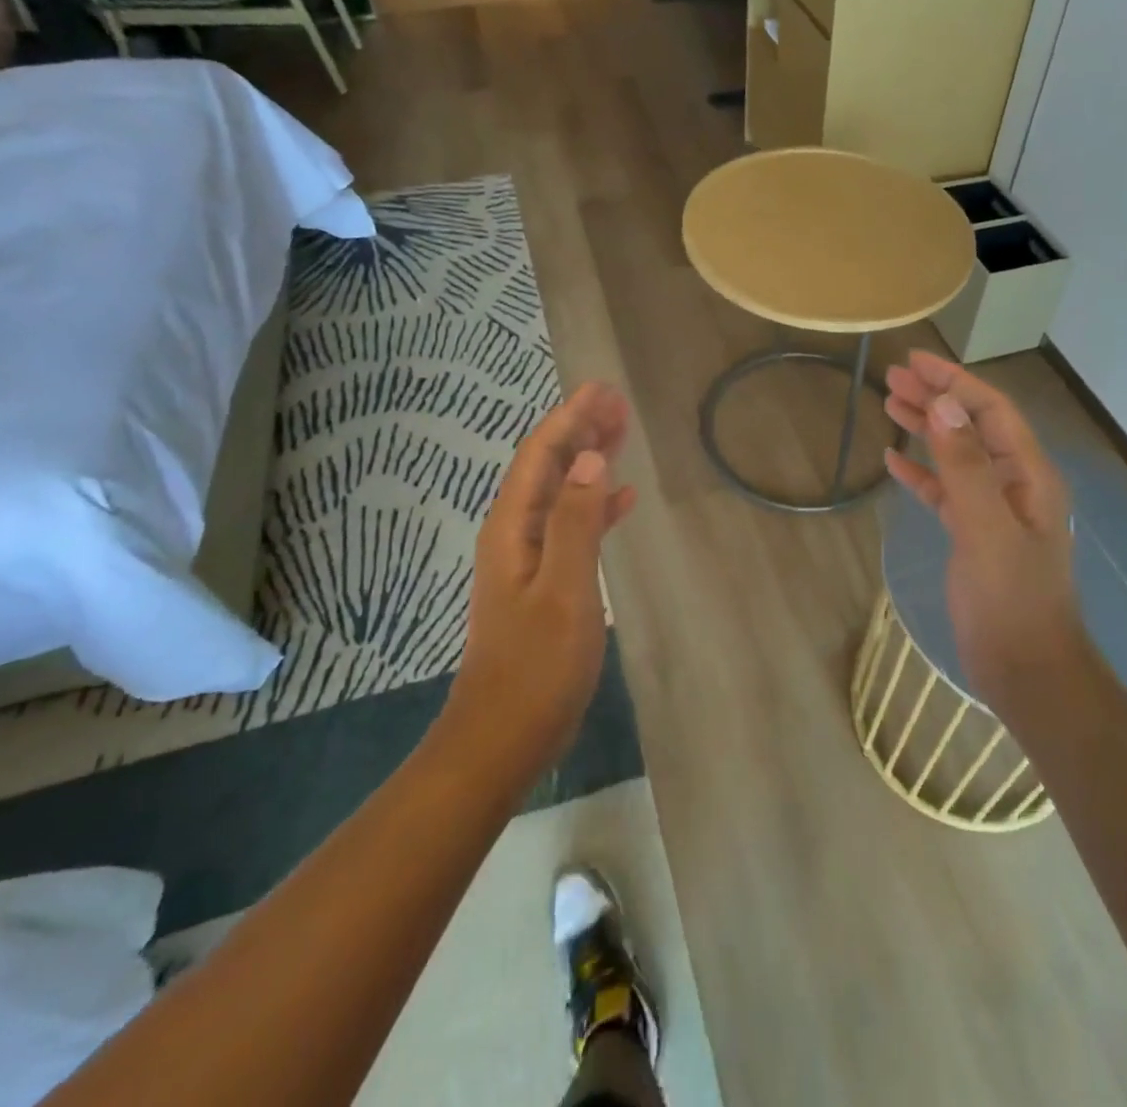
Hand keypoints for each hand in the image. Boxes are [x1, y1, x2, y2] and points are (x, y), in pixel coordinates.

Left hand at [447, 383, 636, 785]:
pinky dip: (595, 505)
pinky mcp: (544, 582)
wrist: (503, 737)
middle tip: (618, 402)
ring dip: (589, 462)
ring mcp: (528, 559)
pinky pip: (571, 526)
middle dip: (580, 430)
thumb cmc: (536, 666)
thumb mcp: (564, 590)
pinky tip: (621, 499)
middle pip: (548, 467)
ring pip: (561, 492)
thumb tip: (588, 457)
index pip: (541, 456)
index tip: (602, 389)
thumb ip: (575, 522)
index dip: (570, 418)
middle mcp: (515, 533)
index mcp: (512, 528)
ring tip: (623, 435)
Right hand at [884, 352, 1087, 715]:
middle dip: (936, 397)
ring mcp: (994, 510)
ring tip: (889, 403)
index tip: (915, 361)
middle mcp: (1014, 484)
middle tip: (892, 377)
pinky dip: (921, 472)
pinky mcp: (973, 534)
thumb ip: (967, 467)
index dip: (955, 382)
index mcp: (1029, 475)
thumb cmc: (1011, 600)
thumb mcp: (987, 529)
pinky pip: (945, 491)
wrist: (1026, 670)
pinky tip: (894, 461)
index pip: (991, 411)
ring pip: (956, 455)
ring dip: (926, 427)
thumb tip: (946, 404)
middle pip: (972, 426)